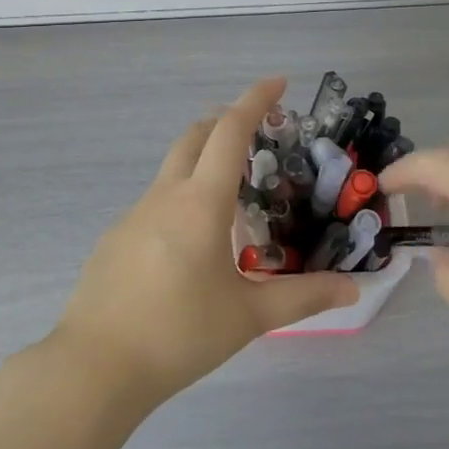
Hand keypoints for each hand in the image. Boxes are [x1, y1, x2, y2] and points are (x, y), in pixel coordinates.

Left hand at [54, 77, 357, 405]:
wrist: (95, 366)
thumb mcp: (248, 316)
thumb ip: (302, 298)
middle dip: (226, 121)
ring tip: (234, 197)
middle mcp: (165, 196)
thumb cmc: (178, 334)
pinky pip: (156, 201)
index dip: (255, 100)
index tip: (278, 83)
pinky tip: (191, 245)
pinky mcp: (115, 238)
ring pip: (173, 169)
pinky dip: (181, 198)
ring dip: (203, 161)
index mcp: (201, 203)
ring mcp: (133, 214)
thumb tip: (353, 291)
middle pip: (195, 136)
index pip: (230, 132)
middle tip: (259, 132)